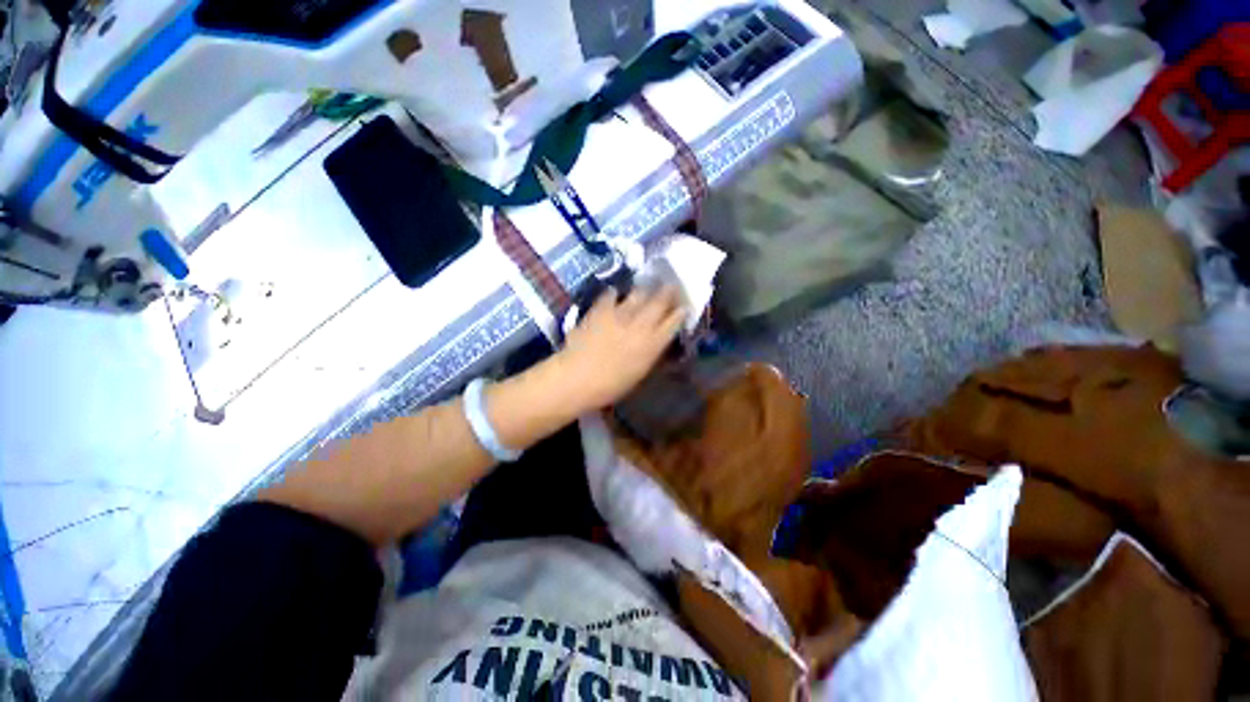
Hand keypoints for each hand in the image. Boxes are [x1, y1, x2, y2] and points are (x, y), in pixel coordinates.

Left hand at [559, 286, 685, 411]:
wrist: (577, 378)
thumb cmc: (610, 386)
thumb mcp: (639, 373)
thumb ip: (651, 353)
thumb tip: (657, 341)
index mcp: (652, 344)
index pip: (673, 322)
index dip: (681, 313)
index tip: (684, 306)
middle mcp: (640, 324)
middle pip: (660, 302)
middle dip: (669, 292)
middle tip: (672, 286)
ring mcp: (620, 314)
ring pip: (639, 294)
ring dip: (646, 290)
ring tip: (648, 287)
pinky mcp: (600, 309)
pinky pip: (611, 295)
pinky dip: (616, 294)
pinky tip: (616, 294)